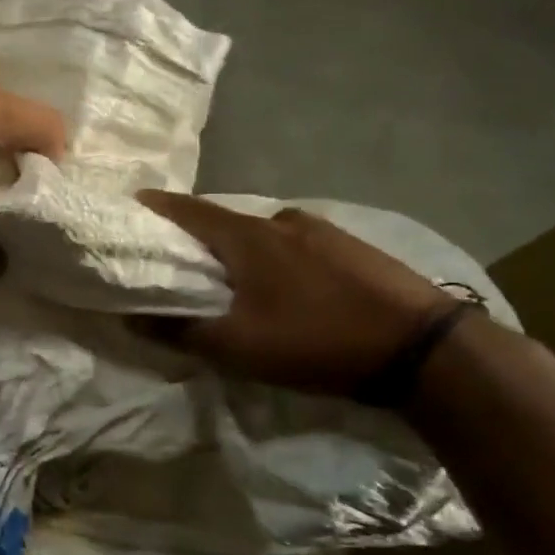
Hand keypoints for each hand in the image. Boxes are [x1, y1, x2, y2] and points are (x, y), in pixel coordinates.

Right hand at [137, 191, 453, 396]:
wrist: (424, 348)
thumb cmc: (316, 340)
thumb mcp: (237, 347)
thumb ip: (179, 331)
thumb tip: (131, 317)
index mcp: (247, 236)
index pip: (187, 210)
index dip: (156, 206)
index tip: (131, 206)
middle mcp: (281, 220)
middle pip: (223, 220)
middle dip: (196, 235)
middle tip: (178, 258)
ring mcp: (322, 230)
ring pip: (262, 233)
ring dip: (239, 249)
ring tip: (231, 278)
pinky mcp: (351, 247)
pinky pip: (295, 244)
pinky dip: (274, 257)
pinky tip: (284, 286)